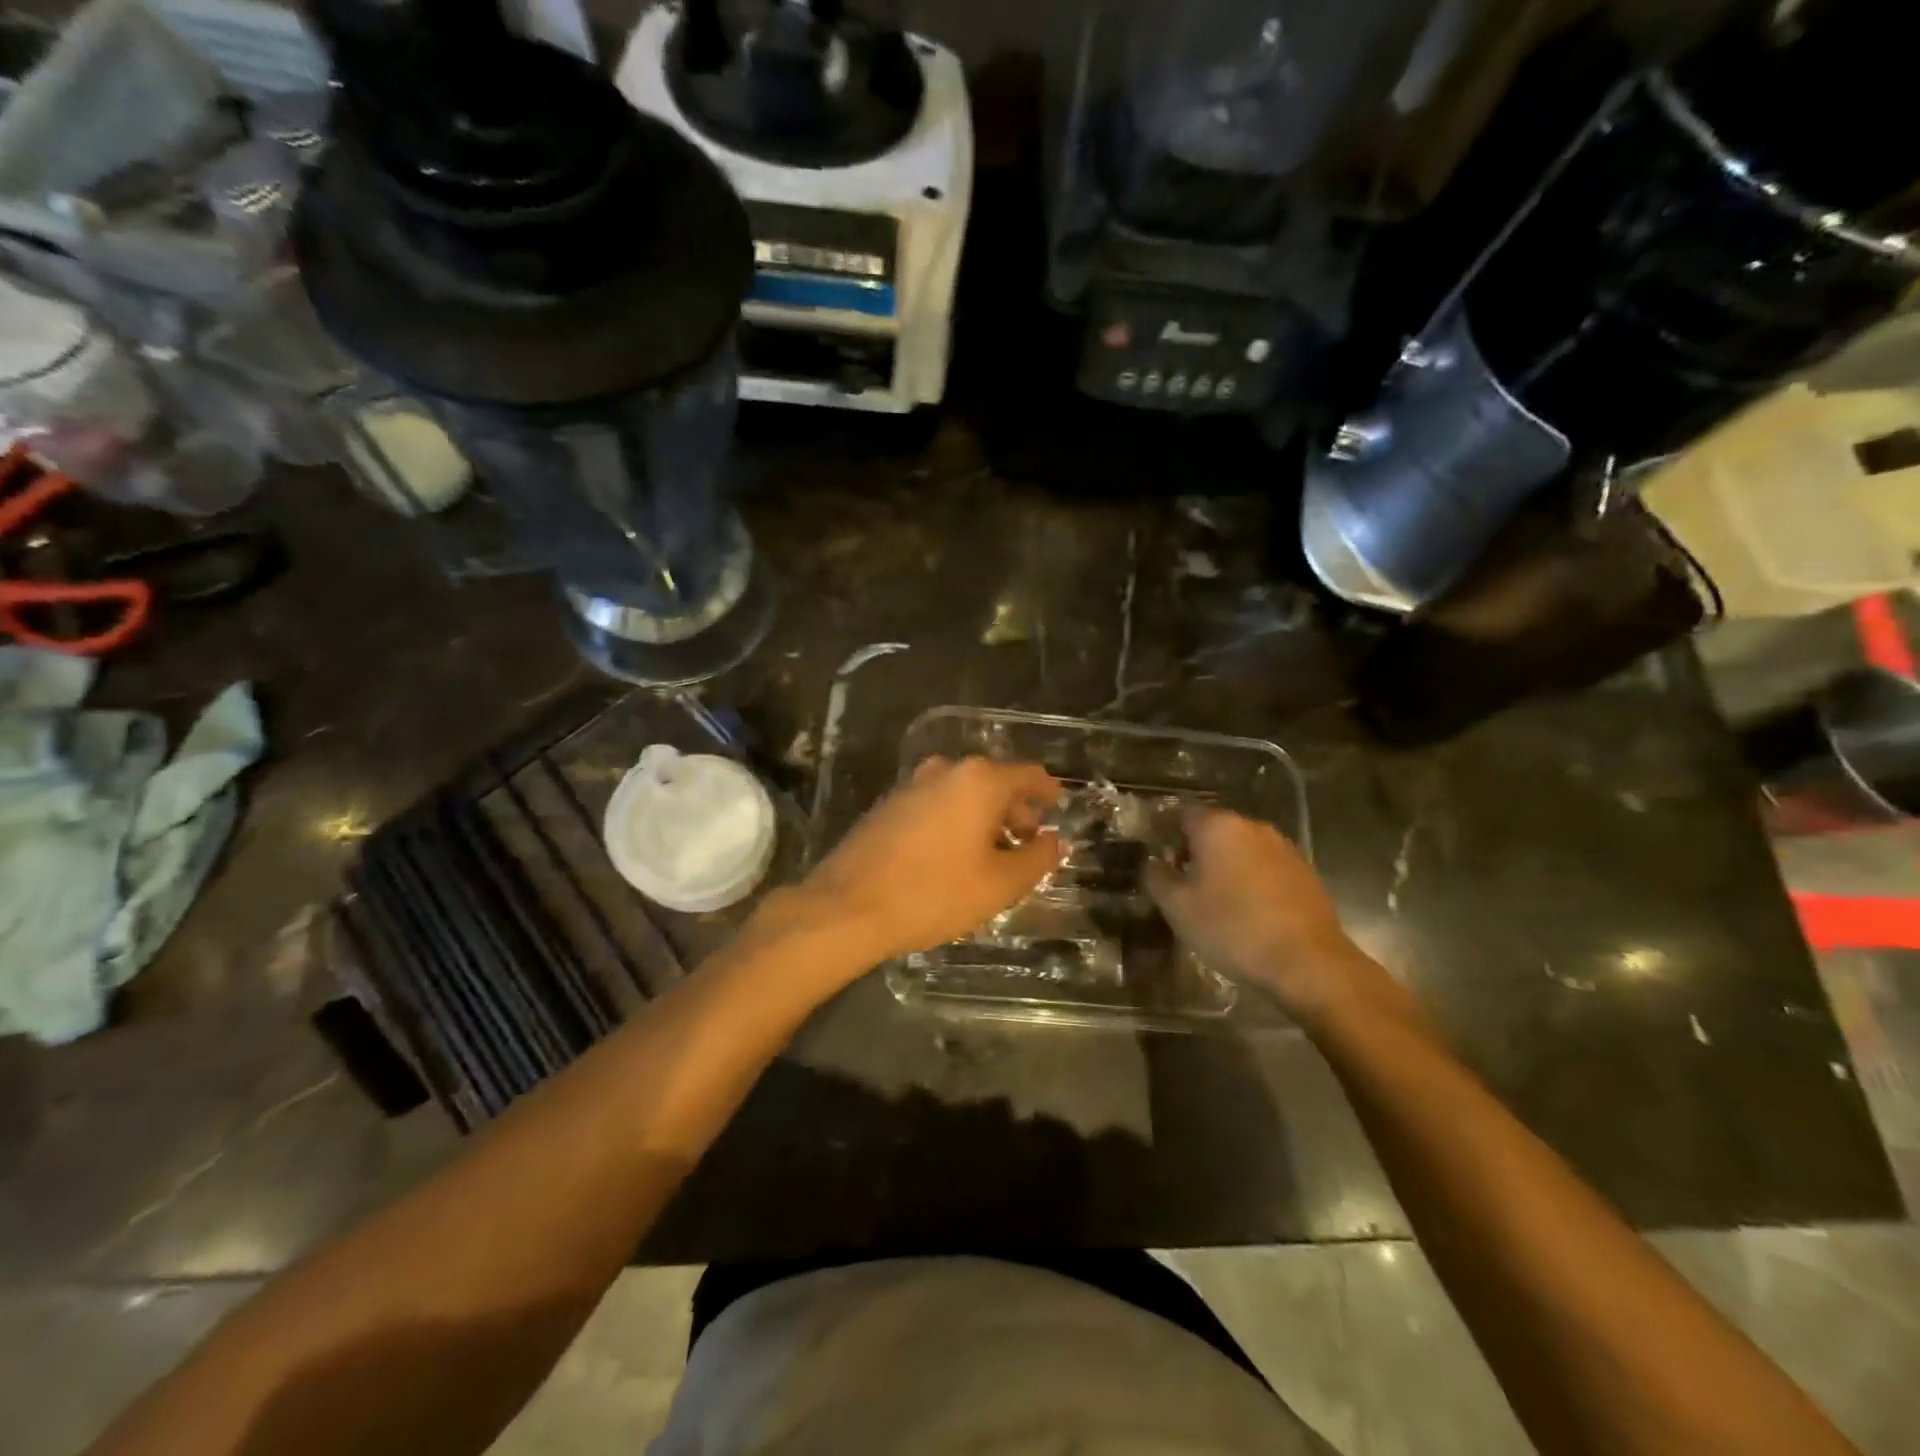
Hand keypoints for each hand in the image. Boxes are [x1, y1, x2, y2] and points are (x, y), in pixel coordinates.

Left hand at [796, 756, 1064, 962]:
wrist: (847, 907)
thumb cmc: (934, 894)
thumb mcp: (999, 884)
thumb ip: (1036, 858)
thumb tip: (1053, 841)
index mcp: (978, 781)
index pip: (1028, 775)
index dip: (1048, 791)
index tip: (1058, 807)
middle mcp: (945, 771)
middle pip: (994, 782)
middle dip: (1015, 810)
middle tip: (1026, 843)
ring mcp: (910, 785)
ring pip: (962, 794)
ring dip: (983, 818)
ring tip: (991, 855)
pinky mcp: (887, 806)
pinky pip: (935, 805)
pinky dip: (954, 822)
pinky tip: (952, 856)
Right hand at [1147, 808, 1373, 1025]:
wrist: (1308, 963)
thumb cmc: (1233, 929)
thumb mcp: (1178, 907)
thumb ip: (1157, 877)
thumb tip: (1152, 861)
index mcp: (1218, 827)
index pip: (1180, 813)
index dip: (1162, 825)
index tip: (1150, 840)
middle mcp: (1252, 827)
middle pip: (1213, 827)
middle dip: (1192, 845)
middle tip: (1176, 872)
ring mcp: (1282, 848)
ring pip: (1240, 846)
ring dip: (1222, 861)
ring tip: (1209, 892)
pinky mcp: (1303, 872)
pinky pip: (1263, 865)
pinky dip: (1248, 876)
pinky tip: (1243, 904)